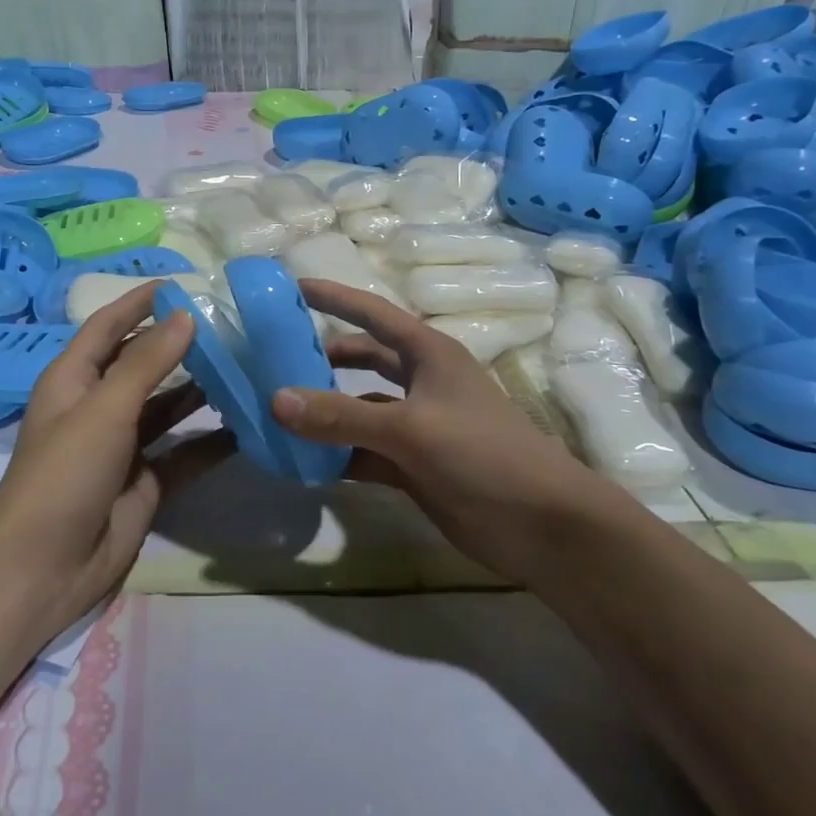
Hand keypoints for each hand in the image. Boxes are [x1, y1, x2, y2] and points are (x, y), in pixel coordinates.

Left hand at [0, 285, 226, 640]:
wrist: (43, 567)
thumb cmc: (64, 474)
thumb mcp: (104, 409)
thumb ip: (147, 362)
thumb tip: (186, 315)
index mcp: (75, 379)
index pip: (108, 325)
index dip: (139, 302)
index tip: (182, 283)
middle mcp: (99, 406)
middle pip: (143, 364)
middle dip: (180, 345)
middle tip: (231, 325)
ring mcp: (124, 446)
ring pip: (169, 407)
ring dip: (202, 390)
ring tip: (247, 366)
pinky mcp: (147, 482)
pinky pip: (186, 453)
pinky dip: (213, 442)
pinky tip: (248, 426)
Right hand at [274, 280, 616, 583]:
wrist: (543, 526)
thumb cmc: (483, 455)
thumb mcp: (410, 429)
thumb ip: (341, 416)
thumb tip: (275, 400)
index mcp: (428, 354)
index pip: (372, 313)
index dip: (334, 298)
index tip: (292, 288)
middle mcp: (421, 383)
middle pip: (362, 359)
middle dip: (321, 358)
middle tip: (272, 359)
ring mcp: (417, 427)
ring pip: (359, 409)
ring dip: (324, 412)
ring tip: (276, 413)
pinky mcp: (413, 466)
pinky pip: (363, 452)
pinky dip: (336, 455)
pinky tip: (303, 462)